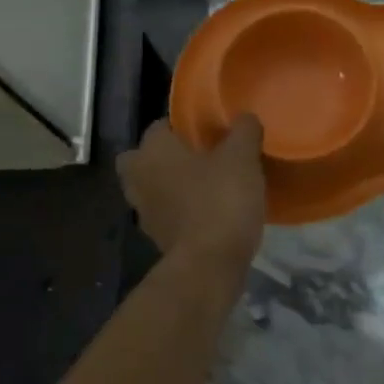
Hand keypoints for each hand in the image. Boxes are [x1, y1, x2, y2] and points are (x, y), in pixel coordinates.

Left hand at [119, 115, 266, 266]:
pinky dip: (180, 212)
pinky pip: (165, 214)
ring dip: (171, 186)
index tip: (209, 131)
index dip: (183, 126)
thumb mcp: (242, 157)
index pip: (160, 125)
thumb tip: (245, 118)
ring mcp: (143, 212)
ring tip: (207, 186)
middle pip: (143, 158)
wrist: (209, 265)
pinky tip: (208, 212)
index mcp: (153, 151)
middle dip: (164, 157)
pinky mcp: (156, 239)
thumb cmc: (221, 200)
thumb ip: (244, 131)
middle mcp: (138, 177)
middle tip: (198, 158)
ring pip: (152, 188)